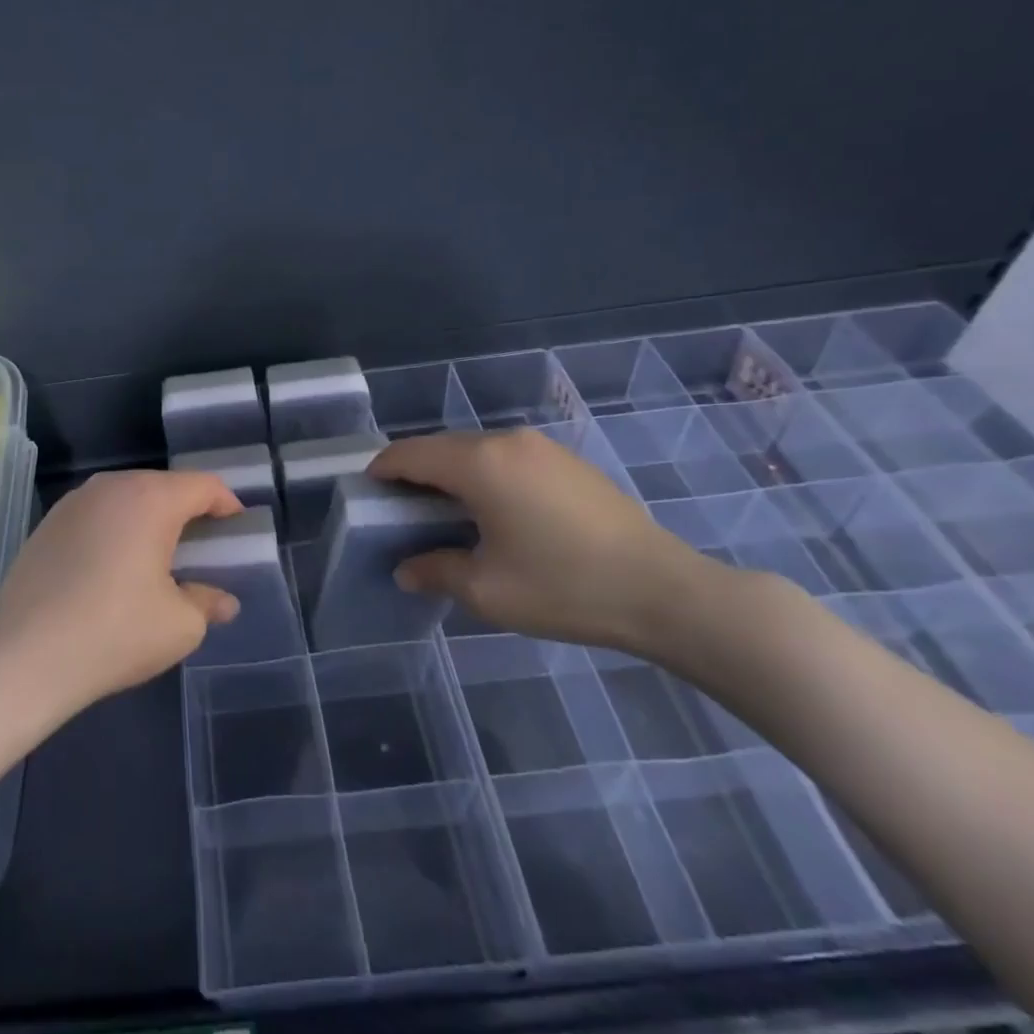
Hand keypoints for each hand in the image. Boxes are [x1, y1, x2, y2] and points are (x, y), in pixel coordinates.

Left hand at [0, 470, 245, 712]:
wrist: (24, 655)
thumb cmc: (115, 632)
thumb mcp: (179, 625)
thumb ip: (207, 603)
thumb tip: (222, 601)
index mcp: (151, 498)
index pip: (202, 485)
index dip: (226, 504)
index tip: (237, 528)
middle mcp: (111, 486)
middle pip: (163, 486)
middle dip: (187, 511)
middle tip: (202, 547)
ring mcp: (74, 502)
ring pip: (126, 498)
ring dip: (149, 519)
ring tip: (158, 557)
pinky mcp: (47, 523)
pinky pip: (97, 515)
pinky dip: (115, 530)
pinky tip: (113, 567)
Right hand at [370, 429, 727, 654]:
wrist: (666, 591)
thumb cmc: (564, 587)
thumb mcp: (487, 590)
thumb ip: (436, 571)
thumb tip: (406, 569)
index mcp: (479, 464)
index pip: (410, 454)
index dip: (382, 470)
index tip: (367, 492)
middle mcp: (507, 441)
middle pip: (441, 447)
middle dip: (414, 472)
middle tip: (401, 510)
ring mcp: (542, 447)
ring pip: (475, 450)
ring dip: (451, 473)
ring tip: (445, 513)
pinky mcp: (567, 461)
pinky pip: (507, 458)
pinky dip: (484, 475)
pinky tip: (494, 511)